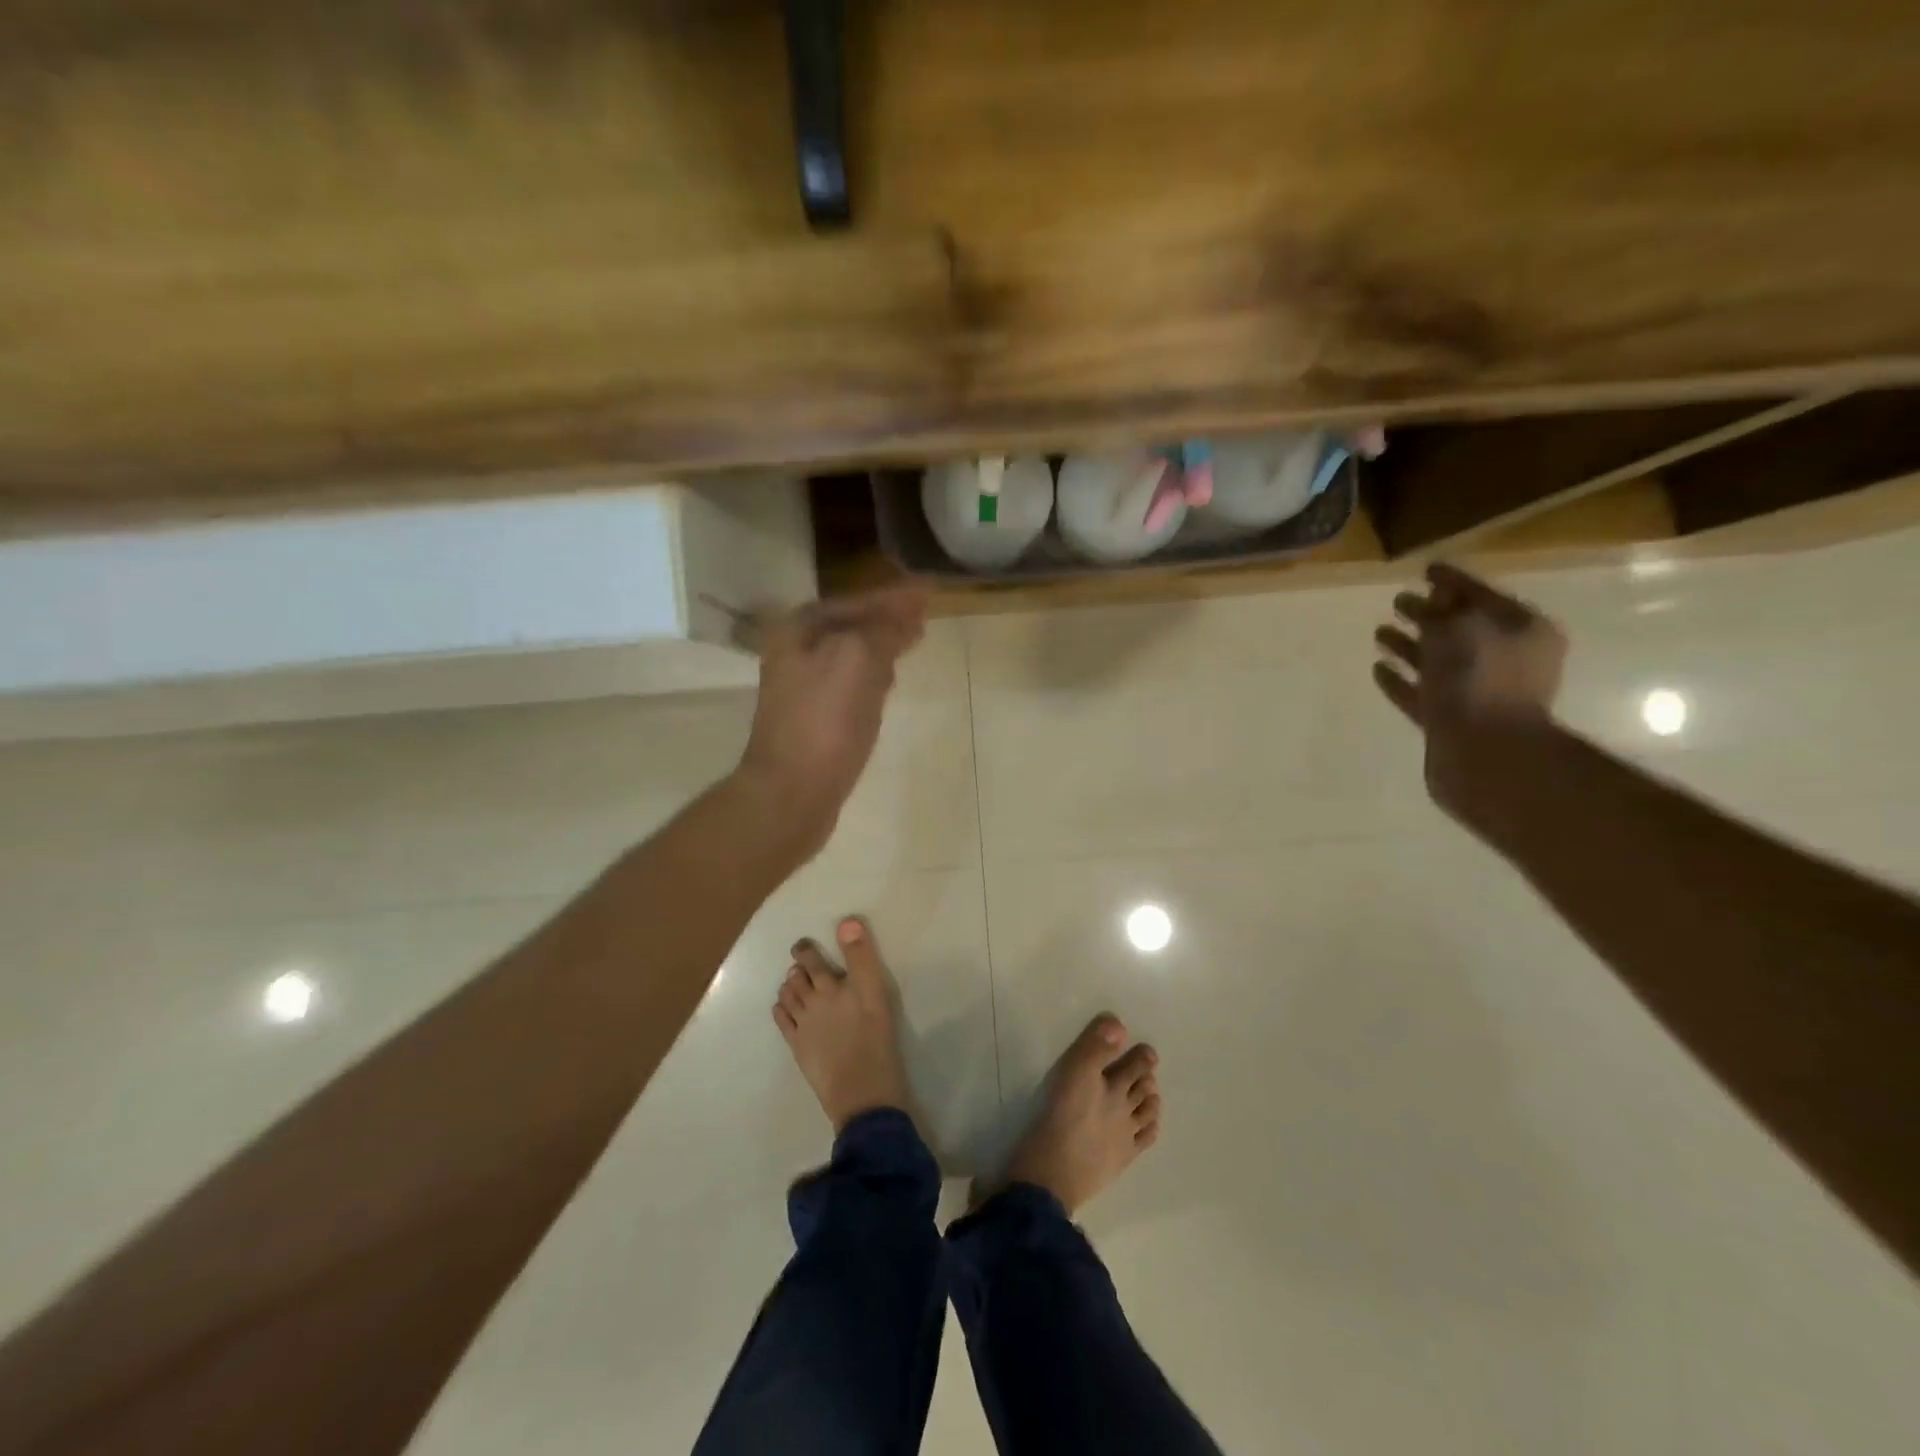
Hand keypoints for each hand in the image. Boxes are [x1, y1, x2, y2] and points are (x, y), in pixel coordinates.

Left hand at [737, 583, 929, 854]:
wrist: (792, 791)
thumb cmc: (825, 719)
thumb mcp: (858, 659)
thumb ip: (884, 629)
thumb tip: (908, 609)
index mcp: (800, 630)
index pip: (855, 602)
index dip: (893, 597)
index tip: (928, 592)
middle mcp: (796, 653)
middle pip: (851, 627)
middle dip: (887, 619)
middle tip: (924, 615)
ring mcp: (804, 689)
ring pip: (851, 656)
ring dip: (881, 646)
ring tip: (912, 640)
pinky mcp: (815, 720)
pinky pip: (850, 685)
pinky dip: (872, 676)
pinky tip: (889, 682)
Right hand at [1372, 562, 1566, 814]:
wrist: (1484, 753)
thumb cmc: (1479, 681)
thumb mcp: (1459, 629)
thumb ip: (1443, 611)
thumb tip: (1436, 599)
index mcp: (1522, 631)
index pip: (1482, 594)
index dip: (1452, 581)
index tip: (1425, 569)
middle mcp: (1506, 659)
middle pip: (1460, 629)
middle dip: (1429, 614)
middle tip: (1398, 601)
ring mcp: (1479, 693)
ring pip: (1438, 661)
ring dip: (1410, 646)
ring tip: (1379, 633)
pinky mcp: (1453, 721)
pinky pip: (1424, 693)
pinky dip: (1403, 680)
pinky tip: (1379, 670)